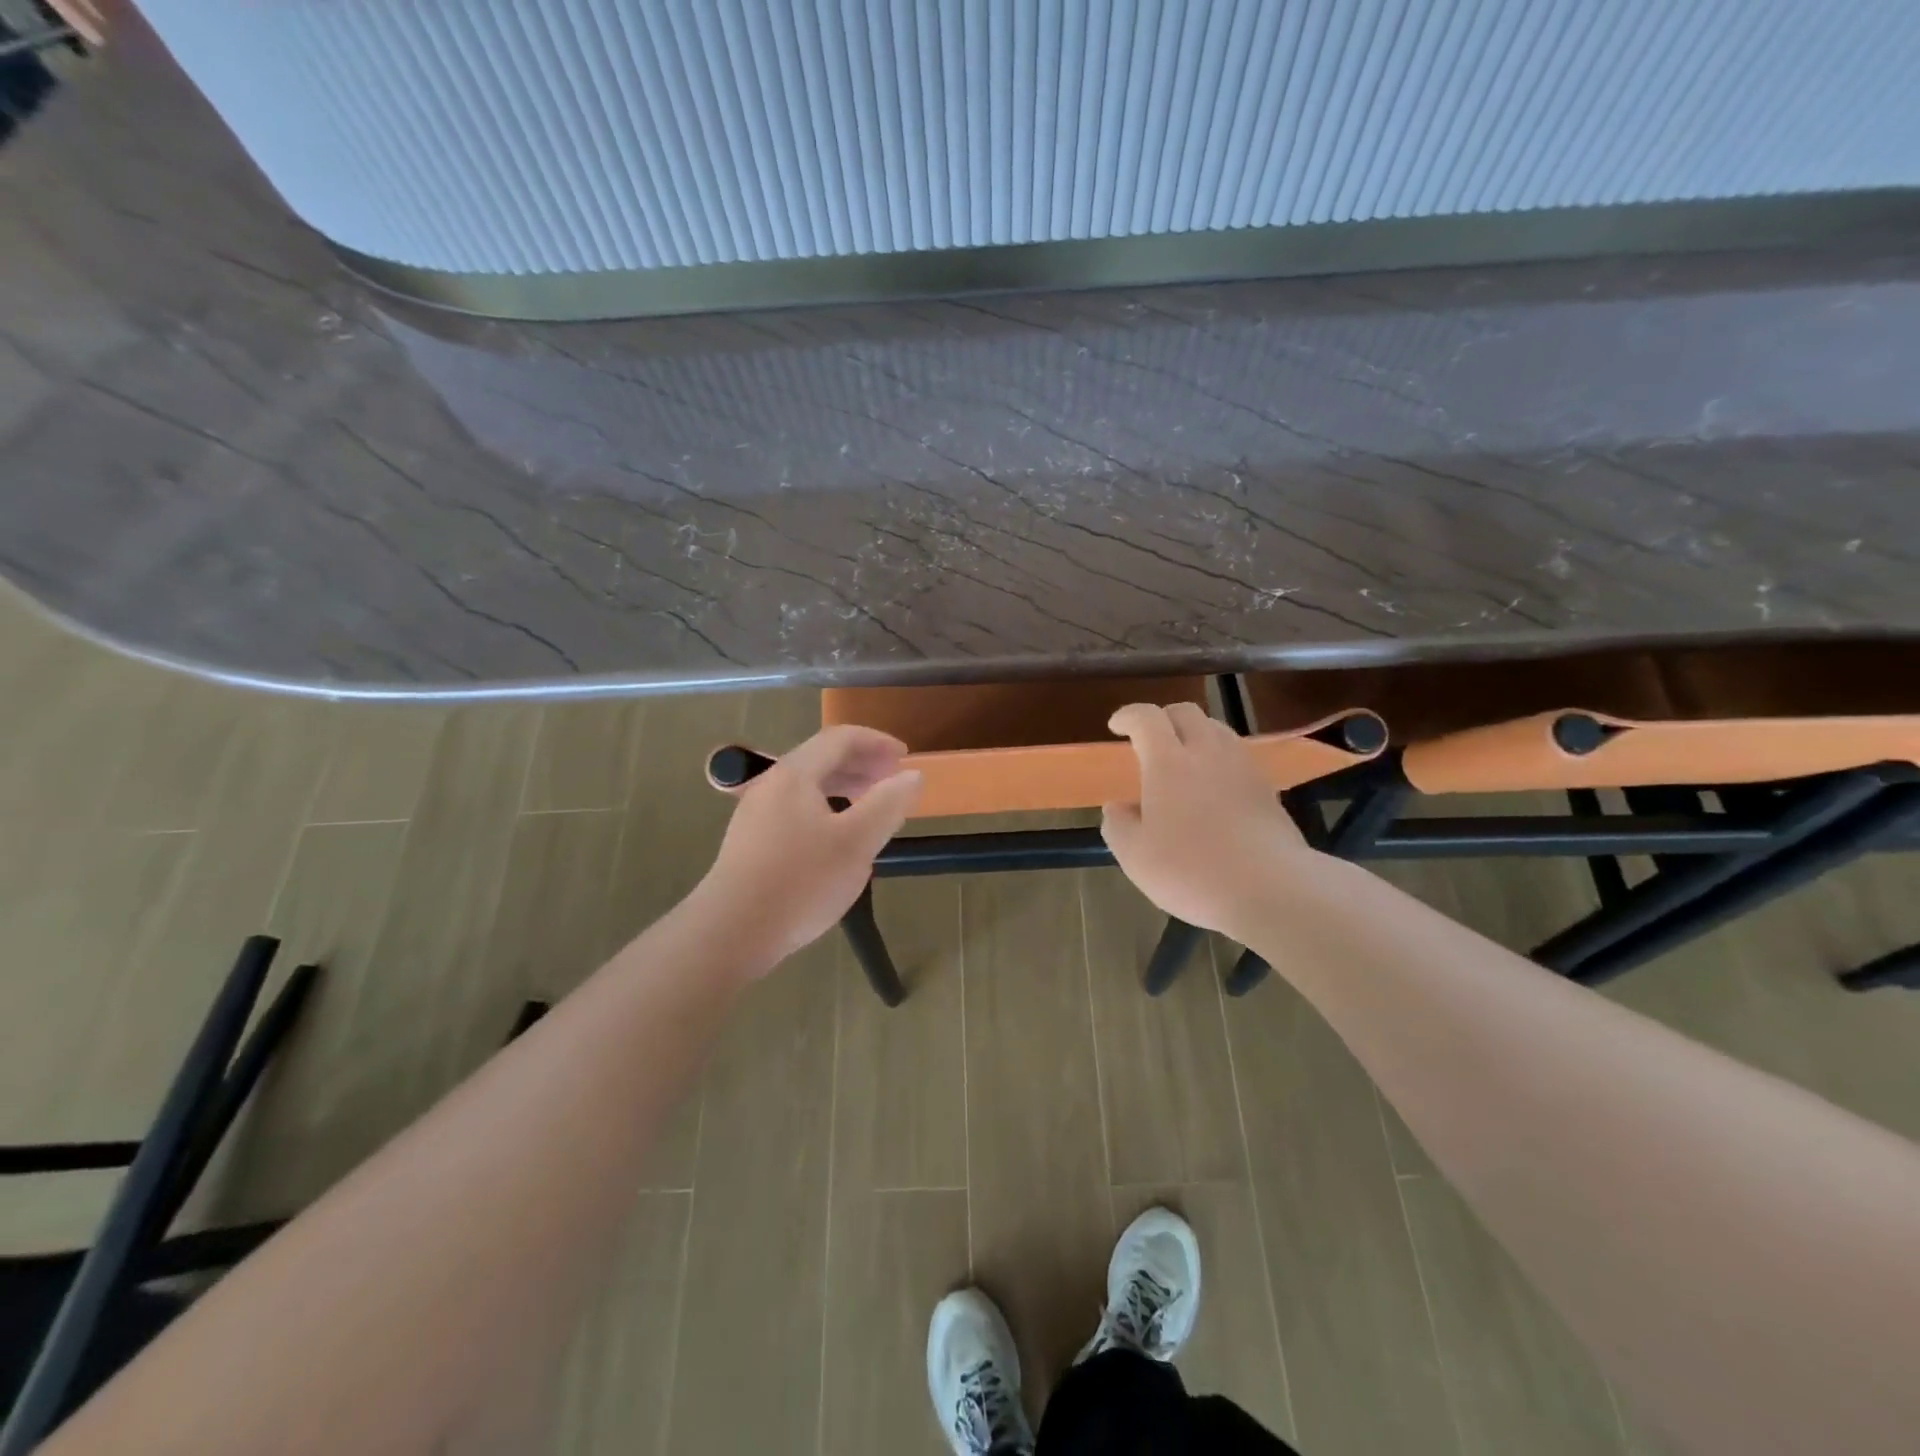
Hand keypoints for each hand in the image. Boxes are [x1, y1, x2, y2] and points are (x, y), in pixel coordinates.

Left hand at [693, 725, 923, 970]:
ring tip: (872, 808)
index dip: (876, 741)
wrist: (731, 932)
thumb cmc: (800, 882)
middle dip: (862, 764)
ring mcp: (756, 814)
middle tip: (893, 781)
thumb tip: (912, 775)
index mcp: (795, 774)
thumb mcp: (856, 842)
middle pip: (822, 759)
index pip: (840, 738)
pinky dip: (827, 810)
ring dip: (845, 788)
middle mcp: (771, 785)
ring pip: (808, 787)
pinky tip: (838, 840)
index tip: (904, 756)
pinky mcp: (751, 843)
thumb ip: (888, 804)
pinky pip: (796, 811)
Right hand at [1101, 702, 1309, 941]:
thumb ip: (1118, 826)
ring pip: (1216, 730)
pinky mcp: (1266, 788)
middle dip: (1163, 718)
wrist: (1271, 889)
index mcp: (1168, 762)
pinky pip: (1237, 756)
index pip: (1146, 718)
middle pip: (1186, 712)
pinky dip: (1218, 759)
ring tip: (1182, 759)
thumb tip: (1117, 807)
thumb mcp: (1135, 857)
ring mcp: (1242, 767)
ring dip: (1194, 734)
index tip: (1117, 726)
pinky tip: (1213, 787)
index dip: (1128, 716)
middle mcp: (1207, 752)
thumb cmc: (1192, 871)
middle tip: (1149, 739)